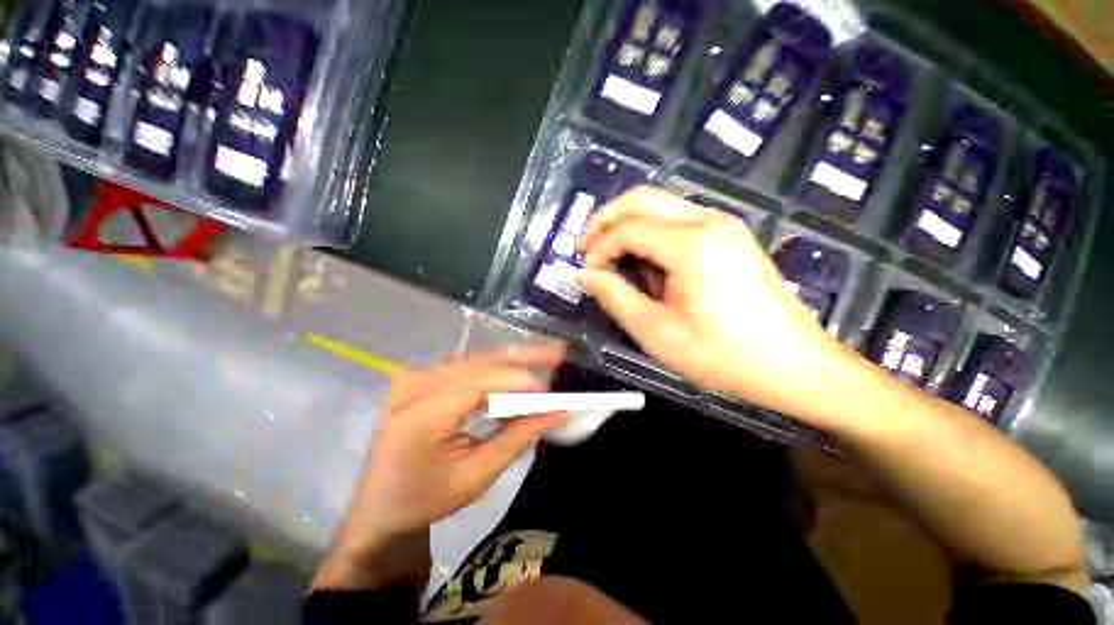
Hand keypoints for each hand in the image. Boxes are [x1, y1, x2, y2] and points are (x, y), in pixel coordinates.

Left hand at [319, 346, 566, 588]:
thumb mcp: (476, 477)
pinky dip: (496, 367)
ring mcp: (415, 378)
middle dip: (522, 357)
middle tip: (558, 352)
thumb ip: (517, 438)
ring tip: (546, 357)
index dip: (515, 381)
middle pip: (478, 362)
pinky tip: (518, 366)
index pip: (476, 384)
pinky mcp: (420, 377)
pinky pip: (465, 365)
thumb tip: (556, 412)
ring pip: (475, 360)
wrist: (380, 504)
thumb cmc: (426, 499)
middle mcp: (414, 387)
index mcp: (420, 417)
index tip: (549, 387)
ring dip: (512, 359)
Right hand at [576, 187, 841, 413]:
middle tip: (586, 250)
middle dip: (606, 221)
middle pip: (642, 199)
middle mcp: (708, 220)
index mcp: (691, 243)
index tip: (586, 275)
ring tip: (618, 266)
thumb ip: (613, 296)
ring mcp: (723, 225)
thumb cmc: (721, 354)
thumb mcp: (655, 331)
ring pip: (660, 207)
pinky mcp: (730, 237)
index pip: (626, 229)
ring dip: (629, 229)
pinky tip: (651, 269)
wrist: (793, 365)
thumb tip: (582, 274)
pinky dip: (653, 237)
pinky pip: (678, 223)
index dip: (598, 249)